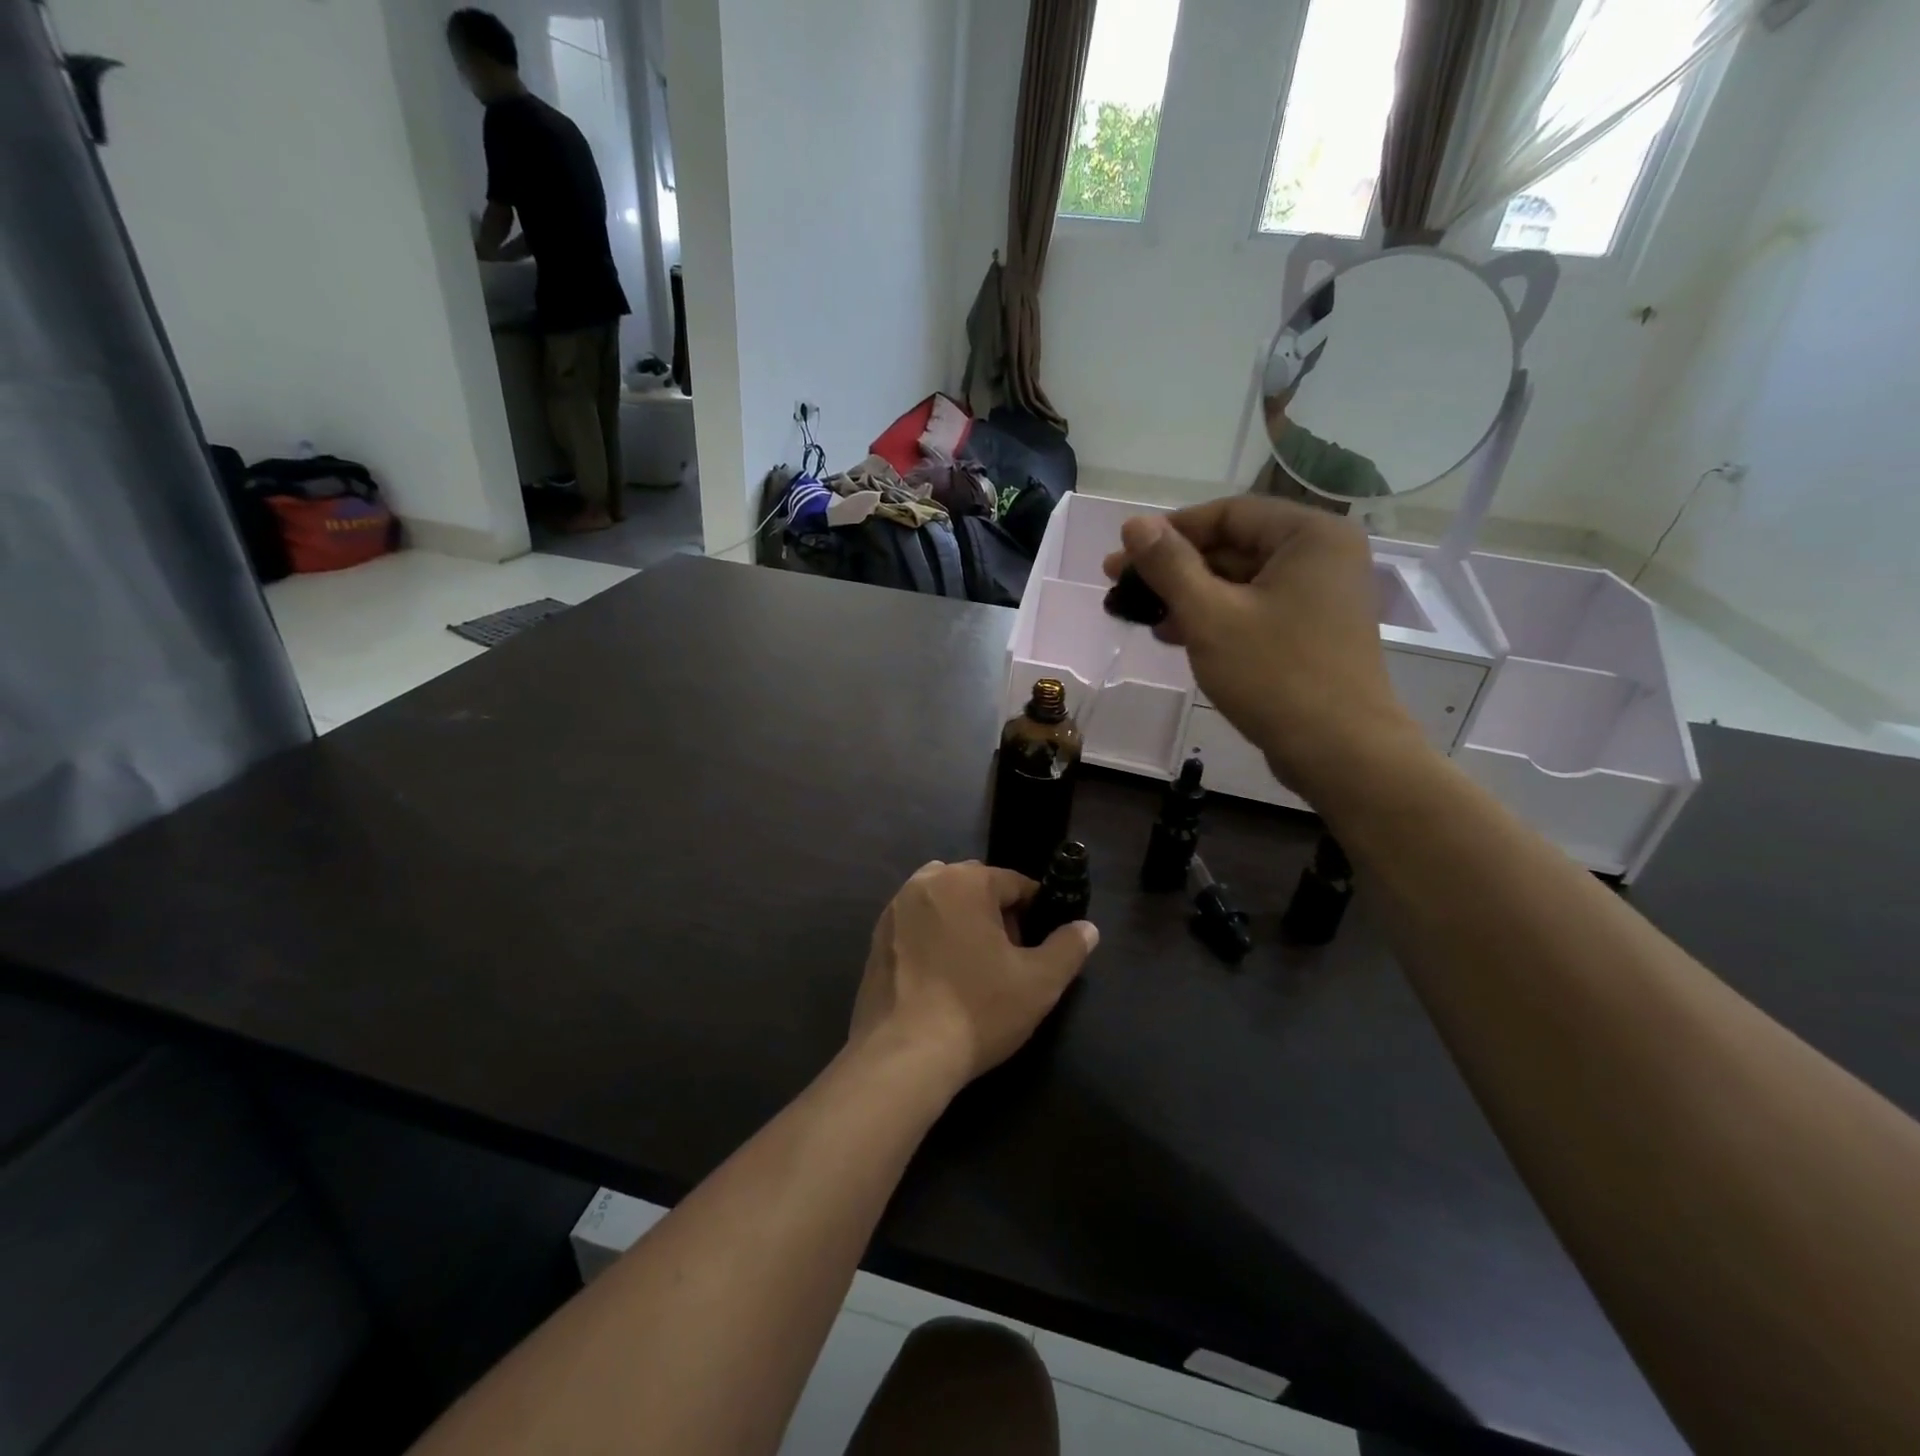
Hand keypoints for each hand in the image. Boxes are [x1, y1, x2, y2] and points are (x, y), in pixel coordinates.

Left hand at [850, 861, 1097, 1090]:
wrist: (903, 1056)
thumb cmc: (977, 1010)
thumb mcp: (1039, 982)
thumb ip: (1068, 948)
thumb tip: (1087, 928)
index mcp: (965, 881)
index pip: (1014, 882)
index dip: (1035, 911)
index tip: (1041, 944)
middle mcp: (925, 882)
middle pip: (975, 887)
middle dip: (997, 914)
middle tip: (1009, 958)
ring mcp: (894, 909)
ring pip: (943, 903)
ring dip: (963, 922)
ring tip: (975, 968)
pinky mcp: (875, 939)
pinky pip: (917, 925)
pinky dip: (934, 939)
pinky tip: (942, 979)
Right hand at [1103, 496, 1422, 797]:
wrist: (1339, 751)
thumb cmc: (1275, 675)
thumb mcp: (1210, 616)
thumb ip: (1169, 565)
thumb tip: (1133, 523)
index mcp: (1309, 535)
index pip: (1226, 513)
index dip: (1168, 531)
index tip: (1123, 555)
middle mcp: (1321, 555)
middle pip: (1232, 546)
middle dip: (1173, 568)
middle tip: (1120, 587)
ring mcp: (1318, 595)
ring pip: (1238, 581)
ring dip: (1187, 596)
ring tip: (1139, 615)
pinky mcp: (1309, 630)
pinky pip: (1252, 608)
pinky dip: (1213, 618)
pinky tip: (1173, 635)